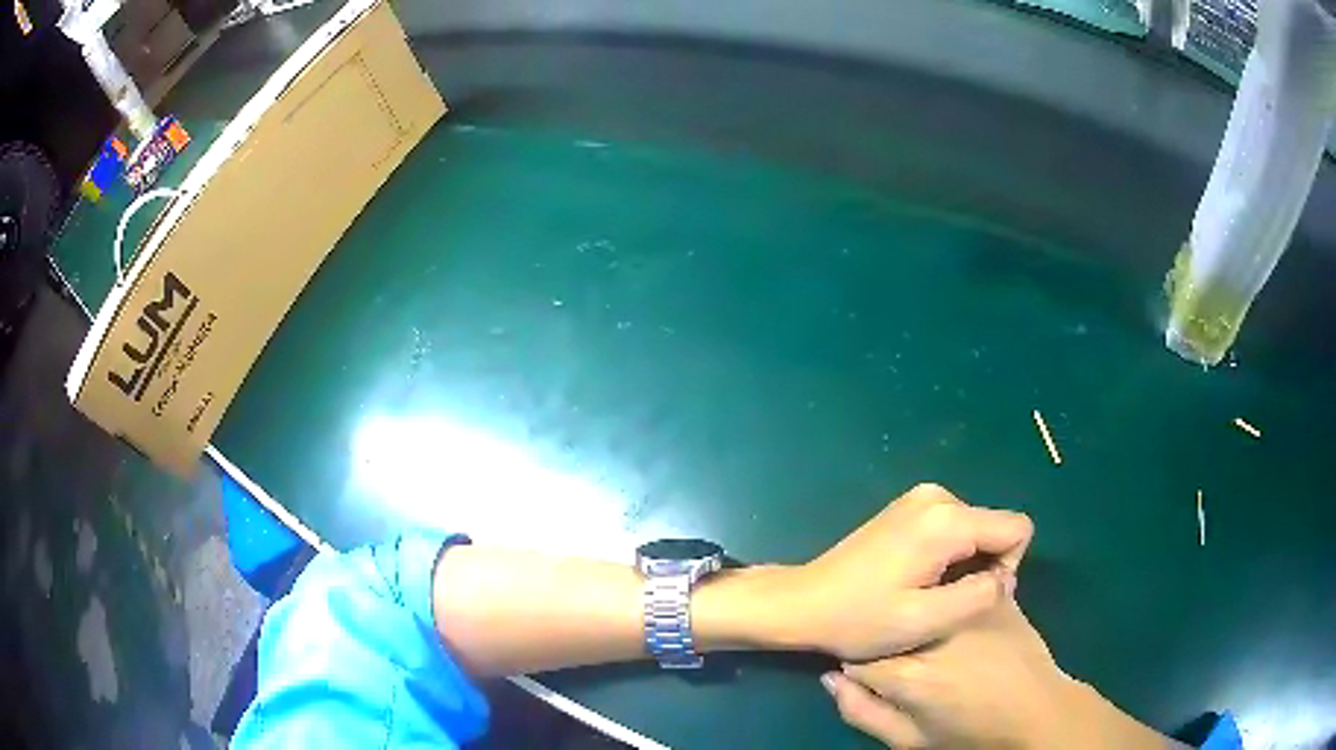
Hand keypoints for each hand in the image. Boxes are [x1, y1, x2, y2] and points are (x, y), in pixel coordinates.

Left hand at [785, 483, 1031, 660]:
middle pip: (995, 528)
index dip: (1008, 568)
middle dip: (983, 566)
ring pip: (976, 530)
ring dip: (964, 564)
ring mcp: (920, 498)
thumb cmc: (861, 618)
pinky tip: (917, 580)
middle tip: (945, 602)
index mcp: (947, 519)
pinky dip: (948, 556)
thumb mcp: (926, 621)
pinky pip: (953, 528)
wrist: (804, 602)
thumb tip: (1004, 577)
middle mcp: (938, 496)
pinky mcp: (908, 508)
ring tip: (928, 594)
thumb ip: (979, 596)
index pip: (1017, 529)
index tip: (973, 597)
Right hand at [823, 600, 1178, 748]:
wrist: (1036, 710)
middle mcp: (934, 631)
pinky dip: (950, 594)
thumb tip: (831, 677)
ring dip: (919, 607)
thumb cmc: (969, 732)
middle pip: (890, 617)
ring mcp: (968, 607)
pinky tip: (957, 613)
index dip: (858, 657)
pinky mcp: (995, 594)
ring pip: (924, 594)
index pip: (857, 650)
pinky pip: (960, 585)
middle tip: (903, 650)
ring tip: (930, 631)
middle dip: (888, 630)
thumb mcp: (908, 740)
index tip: (869, 667)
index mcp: (908, 673)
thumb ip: (862, 712)